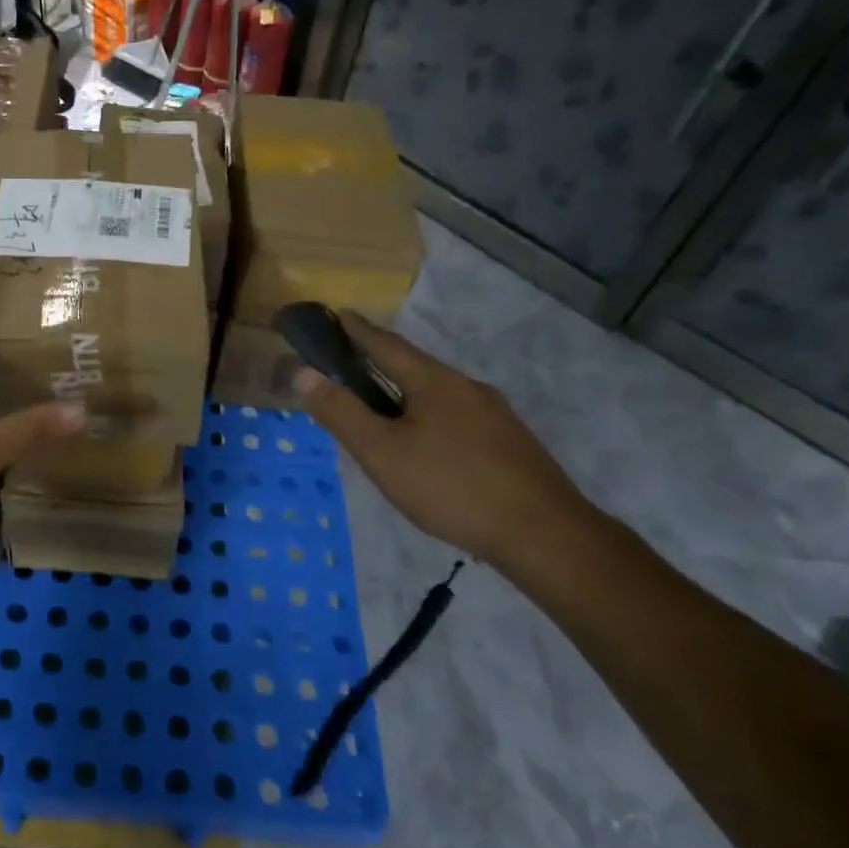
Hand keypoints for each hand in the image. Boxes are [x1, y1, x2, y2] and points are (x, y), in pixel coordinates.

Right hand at [295, 313, 607, 573]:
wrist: (544, 533)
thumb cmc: (452, 486)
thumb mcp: (382, 453)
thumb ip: (341, 413)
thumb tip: (304, 373)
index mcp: (434, 382)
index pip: (386, 345)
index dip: (357, 330)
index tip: (336, 314)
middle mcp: (466, 387)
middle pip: (415, 366)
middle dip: (381, 361)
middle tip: (350, 367)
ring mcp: (494, 415)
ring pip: (438, 394)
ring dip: (406, 393)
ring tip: (382, 412)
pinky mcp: (510, 443)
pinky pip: (458, 417)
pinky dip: (430, 417)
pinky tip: (427, 447)